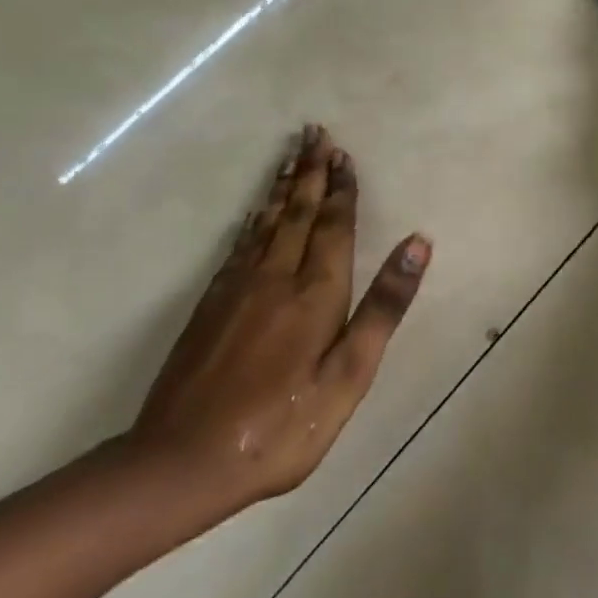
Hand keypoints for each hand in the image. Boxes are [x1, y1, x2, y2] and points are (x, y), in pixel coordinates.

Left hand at [128, 126, 428, 514]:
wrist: (180, 463)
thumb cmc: (282, 425)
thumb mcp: (349, 374)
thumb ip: (383, 306)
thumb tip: (418, 243)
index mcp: (315, 291)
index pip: (333, 225)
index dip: (341, 189)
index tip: (343, 154)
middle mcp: (275, 277)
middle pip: (297, 211)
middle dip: (310, 171)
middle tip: (315, 134)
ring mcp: (236, 289)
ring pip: (265, 222)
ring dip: (282, 186)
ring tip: (291, 157)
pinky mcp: (210, 306)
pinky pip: (239, 244)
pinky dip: (253, 219)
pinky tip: (255, 214)